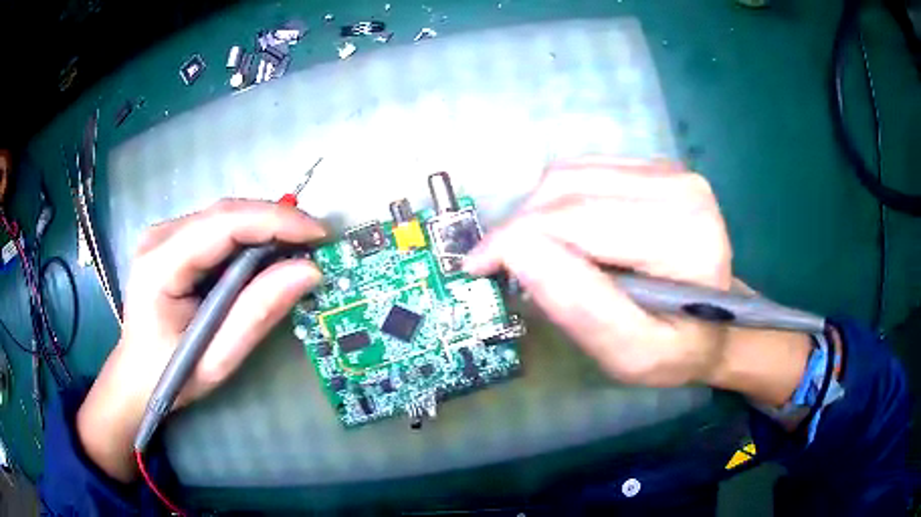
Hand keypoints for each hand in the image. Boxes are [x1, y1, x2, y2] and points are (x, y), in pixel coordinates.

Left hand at [77, 199, 325, 481]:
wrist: (135, 376)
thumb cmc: (170, 375)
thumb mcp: (217, 357)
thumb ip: (258, 313)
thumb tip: (308, 272)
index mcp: (160, 265)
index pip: (223, 224)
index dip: (275, 222)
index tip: (319, 234)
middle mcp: (159, 236)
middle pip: (225, 212)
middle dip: (275, 222)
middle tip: (315, 243)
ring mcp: (163, 233)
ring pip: (224, 216)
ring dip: (264, 228)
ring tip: (297, 250)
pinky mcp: (171, 240)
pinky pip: (217, 227)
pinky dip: (248, 237)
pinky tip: (265, 255)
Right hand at [465, 157, 809, 394]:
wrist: (719, 323)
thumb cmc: (680, 348)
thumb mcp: (632, 353)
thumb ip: (580, 306)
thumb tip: (515, 251)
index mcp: (684, 233)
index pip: (579, 219)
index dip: (516, 240)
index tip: (475, 267)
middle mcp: (680, 185)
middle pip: (570, 188)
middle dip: (522, 228)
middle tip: (503, 269)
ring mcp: (668, 169)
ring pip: (570, 174)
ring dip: (538, 215)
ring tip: (537, 257)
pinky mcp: (654, 167)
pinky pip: (584, 171)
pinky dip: (560, 204)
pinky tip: (568, 237)